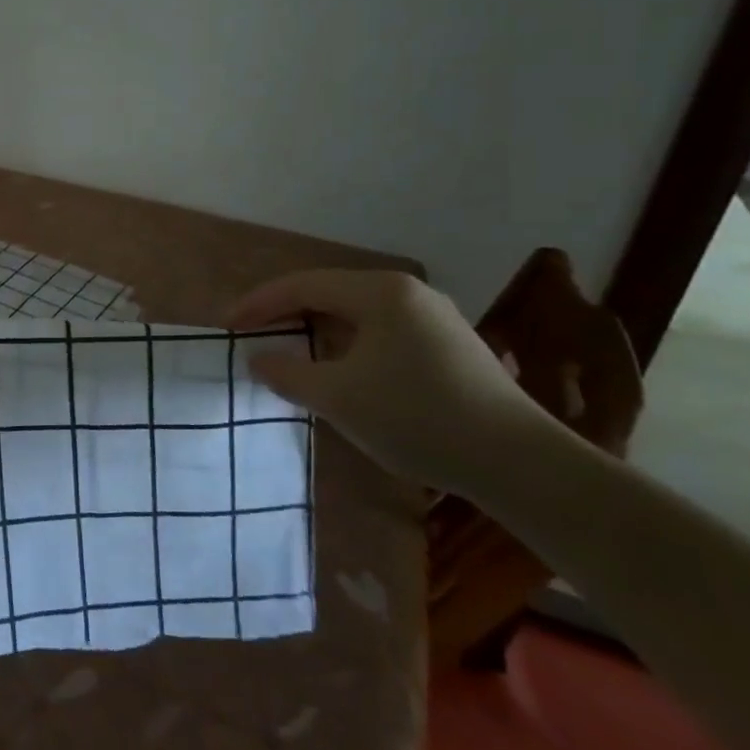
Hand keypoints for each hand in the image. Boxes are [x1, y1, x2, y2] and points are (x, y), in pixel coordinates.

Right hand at [229, 269, 556, 496]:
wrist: (522, 464)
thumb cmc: (417, 418)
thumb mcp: (337, 397)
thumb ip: (287, 373)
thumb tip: (259, 359)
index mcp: (380, 292)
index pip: (302, 286)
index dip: (258, 304)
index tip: (227, 326)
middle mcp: (408, 292)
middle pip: (329, 293)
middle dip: (286, 313)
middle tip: (252, 333)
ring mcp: (435, 318)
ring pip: (357, 313)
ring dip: (317, 330)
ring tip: (290, 349)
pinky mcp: (451, 346)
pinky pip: (382, 332)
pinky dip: (348, 343)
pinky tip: (342, 369)